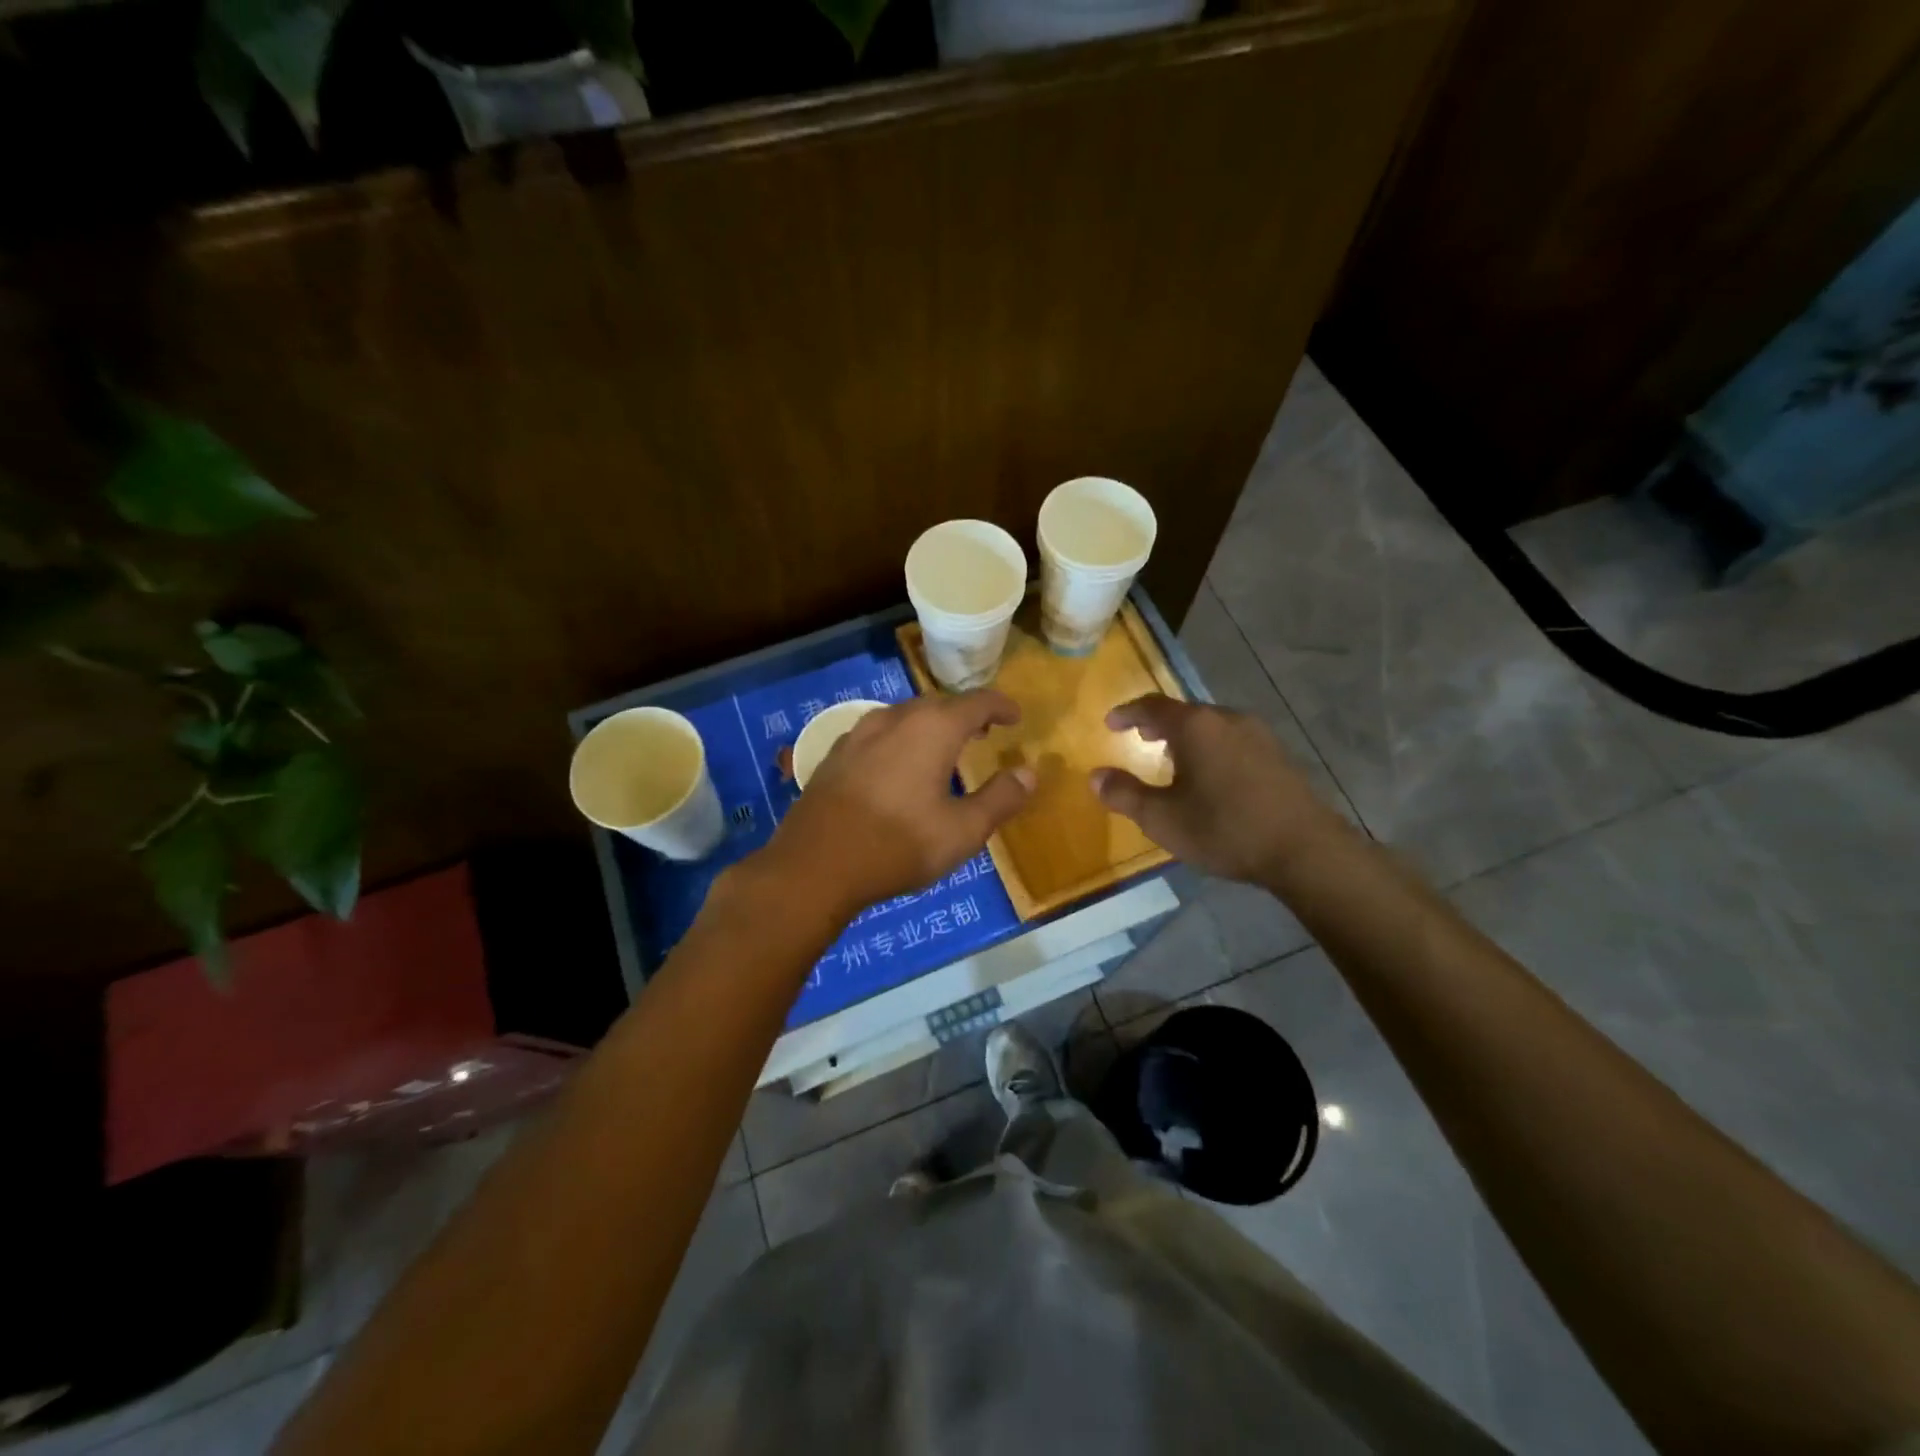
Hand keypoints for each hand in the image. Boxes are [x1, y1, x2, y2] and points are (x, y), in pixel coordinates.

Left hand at [761, 691, 1035, 920]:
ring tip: (943, 747)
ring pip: (905, 716)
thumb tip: (1029, 773)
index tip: (1015, 717)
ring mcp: (859, 733)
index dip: (1001, 706)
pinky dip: (901, 739)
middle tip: (984, 732)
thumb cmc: (898, 845)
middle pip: (939, 704)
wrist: (815, 864)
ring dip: (931, 725)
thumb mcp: (963, 831)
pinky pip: (879, 733)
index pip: (977, 702)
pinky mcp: (836, 754)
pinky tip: (898, 765)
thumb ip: (1001, 798)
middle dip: (966, 714)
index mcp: (933, 728)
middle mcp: (895, 718)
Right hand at [1090, 694, 1342, 885]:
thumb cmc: (1224, 829)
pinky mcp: (1279, 754)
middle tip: (1140, 738)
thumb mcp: (1162, 819)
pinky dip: (1212, 747)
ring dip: (1187, 736)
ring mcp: (1259, 734)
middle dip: (1158, 724)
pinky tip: (1211, 775)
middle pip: (1185, 712)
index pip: (1153, 706)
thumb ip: (1125, 794)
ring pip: (1211, 725)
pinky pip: (1233, 739)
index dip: (1128, 712)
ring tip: (1173, 758)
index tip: (1111, 723)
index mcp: (1195, 726)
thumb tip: (1095, 776)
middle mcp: (1227, 719)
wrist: (1305, 850)